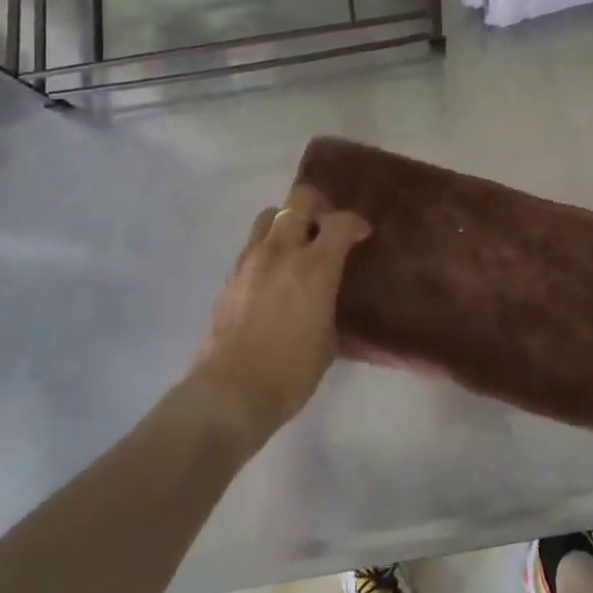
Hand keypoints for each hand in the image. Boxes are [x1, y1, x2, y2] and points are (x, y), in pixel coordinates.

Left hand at [192, 183, 370, 443]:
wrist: (230, 393)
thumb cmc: (290, 373)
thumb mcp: (328, 339)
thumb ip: (329, 304)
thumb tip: (326, 296)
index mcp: (315, 266)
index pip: (340, 221)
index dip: (356, 223)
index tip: (362, 235)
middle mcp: (282, 251)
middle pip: (300, 199)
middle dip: (319, 206)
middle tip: (327, 228)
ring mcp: (251, 259)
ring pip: (270, 215)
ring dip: (288, 222)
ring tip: (297, 246)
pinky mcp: (231, 274)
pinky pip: (253, 243)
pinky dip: (268, 246)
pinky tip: (274, 273)